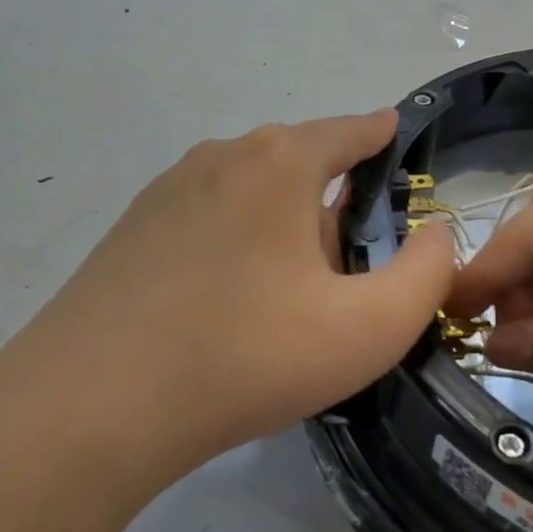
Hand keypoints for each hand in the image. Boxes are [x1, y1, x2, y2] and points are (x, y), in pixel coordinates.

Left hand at [8, 110, 455, 477]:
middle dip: (330, 203)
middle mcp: (220, 157)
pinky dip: (232, 246)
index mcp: (279, 162)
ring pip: (247, 195)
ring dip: (278, 229)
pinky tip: (226, 304)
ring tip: (286, 297)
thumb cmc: (249, 354)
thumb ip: (426, 275)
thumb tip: (435, 235)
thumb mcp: (370, 327)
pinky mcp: (130, 230)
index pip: (348, 130)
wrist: (97, 402)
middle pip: (297, 164)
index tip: (395, 134)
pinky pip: (205, 222)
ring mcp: (165, 191)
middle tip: (345, 273)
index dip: (379, 133)